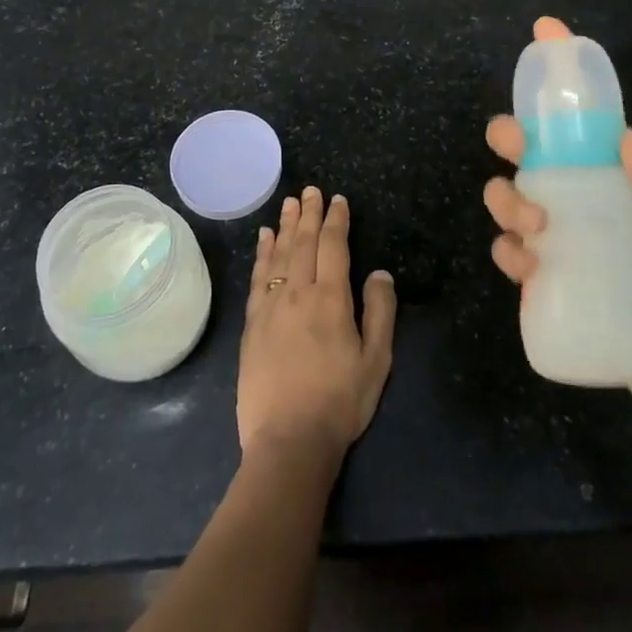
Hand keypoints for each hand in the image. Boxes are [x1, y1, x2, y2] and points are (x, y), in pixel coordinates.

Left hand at [238, 187, 396, 460]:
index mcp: (331, 299)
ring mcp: (270, 306)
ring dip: (285, 225)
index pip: (333, 246)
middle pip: (303, 242)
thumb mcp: (376, 361)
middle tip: (311, 190)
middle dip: (309, 213)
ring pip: (279, 253)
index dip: (336, 220)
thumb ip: (380, 311)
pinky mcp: (252, 323)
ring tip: (290, 203)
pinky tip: (264, 238)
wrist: (288, 440)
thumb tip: (379, 271)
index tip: (338, 200)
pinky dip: (262, 253)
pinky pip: (258, 276)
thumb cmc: (339, 402)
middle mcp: (297, 292)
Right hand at [483, 16, 631, 369]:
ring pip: (498, 192)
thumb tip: (626, 142)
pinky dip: (511, 251)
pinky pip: (504, 248)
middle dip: (506, 133)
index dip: (553, 63)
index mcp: (588, 154)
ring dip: (507, 201)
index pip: (565, 104)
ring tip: (539, 225)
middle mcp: (555, 178)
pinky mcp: (529, 262)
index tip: (545, 29)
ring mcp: (538, 219)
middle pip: (512, 140)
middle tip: (519, 146)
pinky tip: (535, 266)